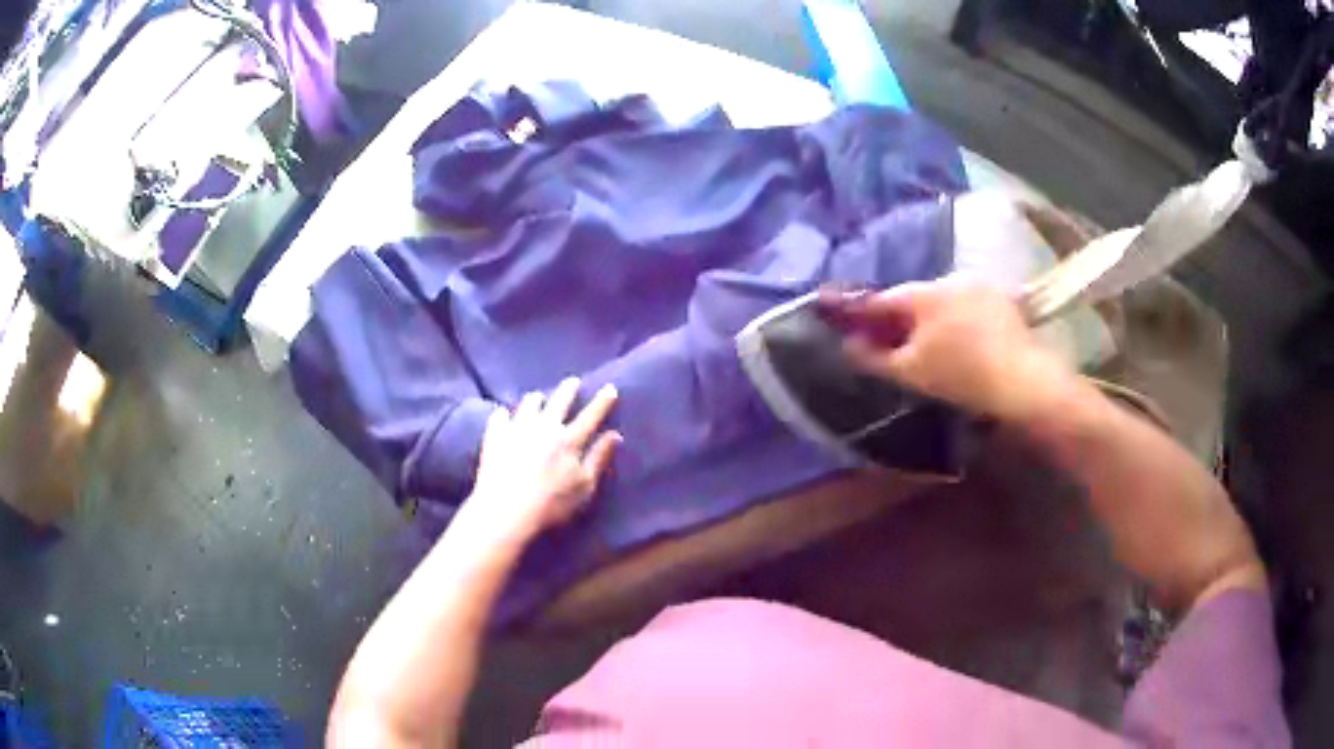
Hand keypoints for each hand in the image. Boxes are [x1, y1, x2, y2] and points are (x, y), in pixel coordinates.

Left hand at [460, 378, 621, 545]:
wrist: (506, 510)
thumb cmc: (551, 504)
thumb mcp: (584, 486)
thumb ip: (599, 458)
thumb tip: (614, 435)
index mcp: (569, 440)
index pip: (591, 415)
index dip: (602, 401)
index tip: (610, 388)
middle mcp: (544, 426)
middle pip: (559, 400)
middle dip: (568, 388)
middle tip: (573, 382)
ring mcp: (517, 428)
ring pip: (529, 403)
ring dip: (536, 399)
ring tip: (538, 398)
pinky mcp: (495, 435)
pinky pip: (499, 416)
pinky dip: (504, 414)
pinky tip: (504, 416)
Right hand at [822, 282, 1073, 422]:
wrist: (1022, 381)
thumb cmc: (960, 376)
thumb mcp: (910, 373)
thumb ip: (874, 357)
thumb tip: (847, 345)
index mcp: (925, 294)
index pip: (883, 298)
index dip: (860, 309)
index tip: (839, 311)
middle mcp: (952, 280)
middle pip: (914, 298)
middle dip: (899, 317)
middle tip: (890, 339)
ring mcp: (981, 288)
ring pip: (942, 301)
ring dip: (929, 318)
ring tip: (927, 344)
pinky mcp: (1003, 301)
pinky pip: (967, 306)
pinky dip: (956, 319)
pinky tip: (960, 342)